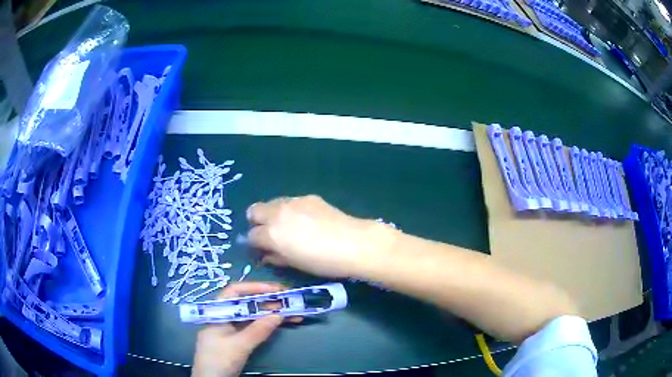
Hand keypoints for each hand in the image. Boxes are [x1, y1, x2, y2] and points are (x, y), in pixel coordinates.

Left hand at [192, 282, 295, 376]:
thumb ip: (258, 330)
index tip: (275, 290)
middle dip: (267, 302)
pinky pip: (253, 328)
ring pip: (252, 317)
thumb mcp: (238, 346)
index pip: (234, 292)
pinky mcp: (237, 341)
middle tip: (290, 301)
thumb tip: (279, 315)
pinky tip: (281, 325)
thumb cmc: (219, 360)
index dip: (254, 287)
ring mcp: (231, 330)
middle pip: (246, 304)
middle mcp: (224, 318)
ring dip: (270, 314)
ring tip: (293, 314)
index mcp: (218, 312)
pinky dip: (267, 326)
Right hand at [246, 195, 395, 277]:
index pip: (251, 235)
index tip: (262, 249)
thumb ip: (276, 257)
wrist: (354, 243)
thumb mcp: (295, 264)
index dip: (255, 244)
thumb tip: (267, 254)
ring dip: (273, 214)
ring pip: (272, 203)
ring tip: (288, 225)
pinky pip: (290, 201)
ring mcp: (293, 201)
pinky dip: (290, 210)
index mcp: (271, 233)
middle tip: (269, 233)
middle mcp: (277, 213)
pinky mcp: (308, 197)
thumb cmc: (323, 262)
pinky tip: (306, 220)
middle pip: (254, 210)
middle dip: (257, 222)